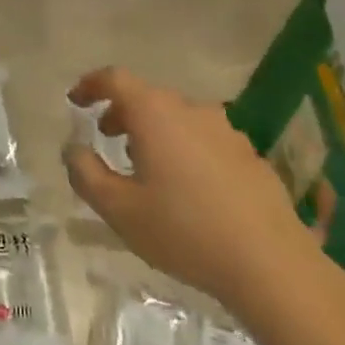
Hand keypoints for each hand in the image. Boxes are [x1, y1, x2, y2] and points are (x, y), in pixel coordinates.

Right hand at [65, 66, 323, 319]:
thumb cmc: (184, 231)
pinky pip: (204, 139)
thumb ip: (85, 173)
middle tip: (106, 138)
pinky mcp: (250, 156)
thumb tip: (73, 149)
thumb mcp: (118, 209)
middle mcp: (192, 111)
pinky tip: (186, 188)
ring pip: (178, 118)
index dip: (90, 85)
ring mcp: (227, 131)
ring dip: (154, 131)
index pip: (115, 79)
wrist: (271, 265)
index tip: (75, 101)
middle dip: (121, 112)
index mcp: (155, 114)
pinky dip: (184, 148)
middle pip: (148, 97)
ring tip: (144, 166)